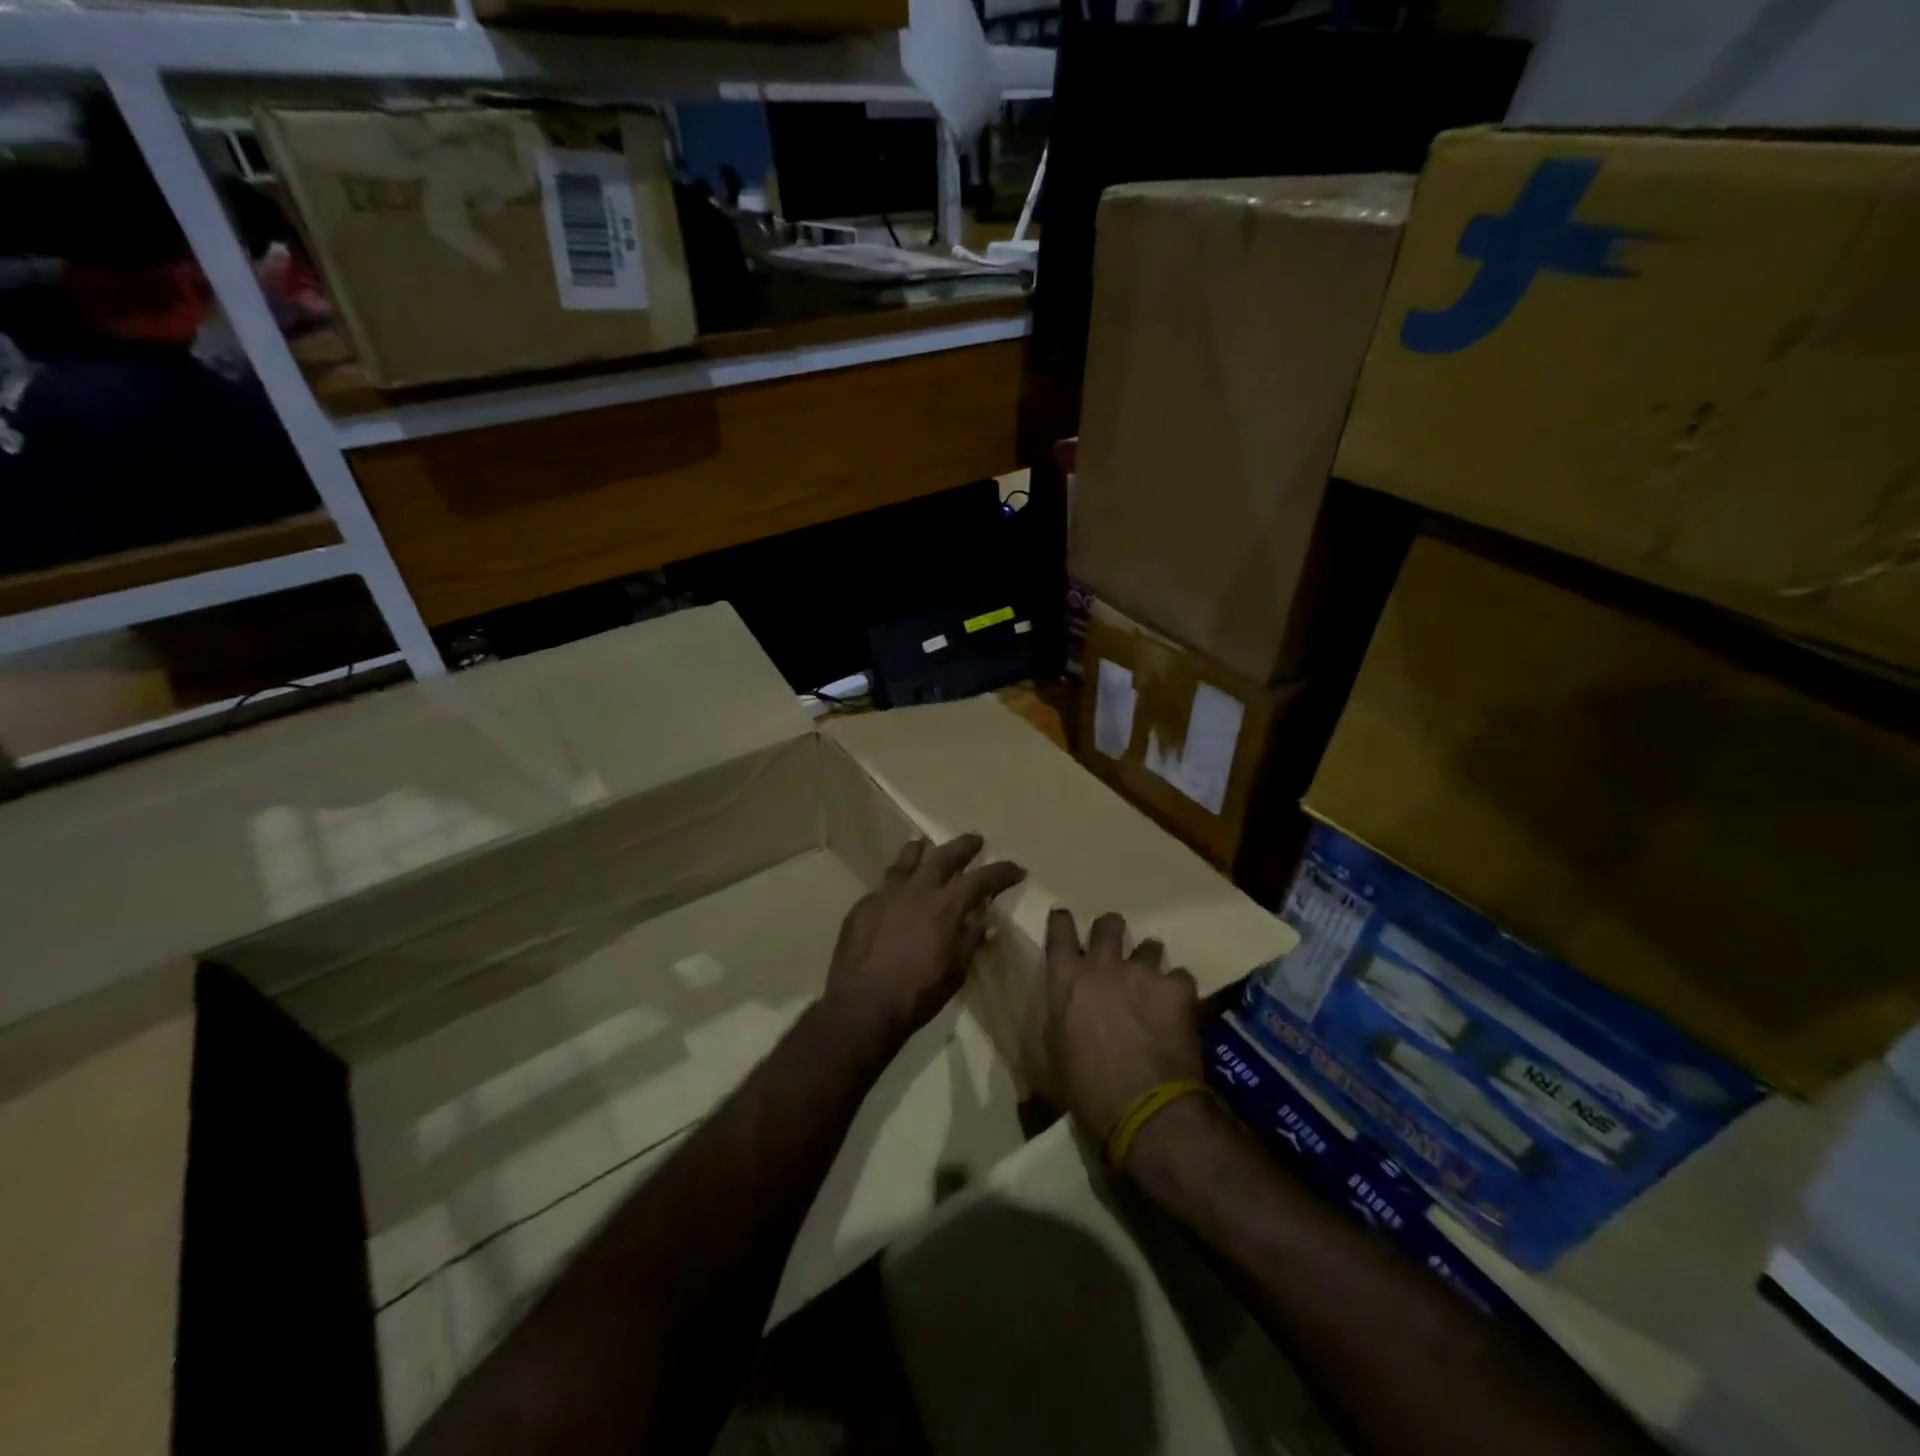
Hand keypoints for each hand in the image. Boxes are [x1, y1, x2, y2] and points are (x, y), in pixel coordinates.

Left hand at [825, 833, 1025, 1045]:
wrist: (863, 1004)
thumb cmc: (917, 993)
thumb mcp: (955, 972)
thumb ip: (970, 942)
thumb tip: (985, 924)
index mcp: (945, 906)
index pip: (981, 879)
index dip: (1001, 872)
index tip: (1016, 869)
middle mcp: (917, 890)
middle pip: (943, 856)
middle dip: (963, 846)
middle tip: (975, 840)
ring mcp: (886, 894)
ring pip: (906, 860)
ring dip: (920, 850)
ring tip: (924, 844)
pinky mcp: (863, 905)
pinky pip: (884, 885)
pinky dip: (896, 883)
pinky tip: (895, 891)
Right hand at [1045, 909, 1203, 1141]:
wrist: (1144, 1109)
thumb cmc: (1087, 1089)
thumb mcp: (1057, 1051)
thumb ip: (1063, 1016)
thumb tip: (1071, 1011)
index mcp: (1066, 980)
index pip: (1059, 930)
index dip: (1062, 921)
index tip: (1065, 920)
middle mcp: (1102, 965)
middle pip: (1108, 924)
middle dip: (1112, 930)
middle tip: (1117, 947)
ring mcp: (1142, 972)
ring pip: (1150, 946)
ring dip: (1150, 962)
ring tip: (1154, 985)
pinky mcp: (1177, 988)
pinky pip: (1181, 977)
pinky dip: (1178, 991)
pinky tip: (1180, 1011)